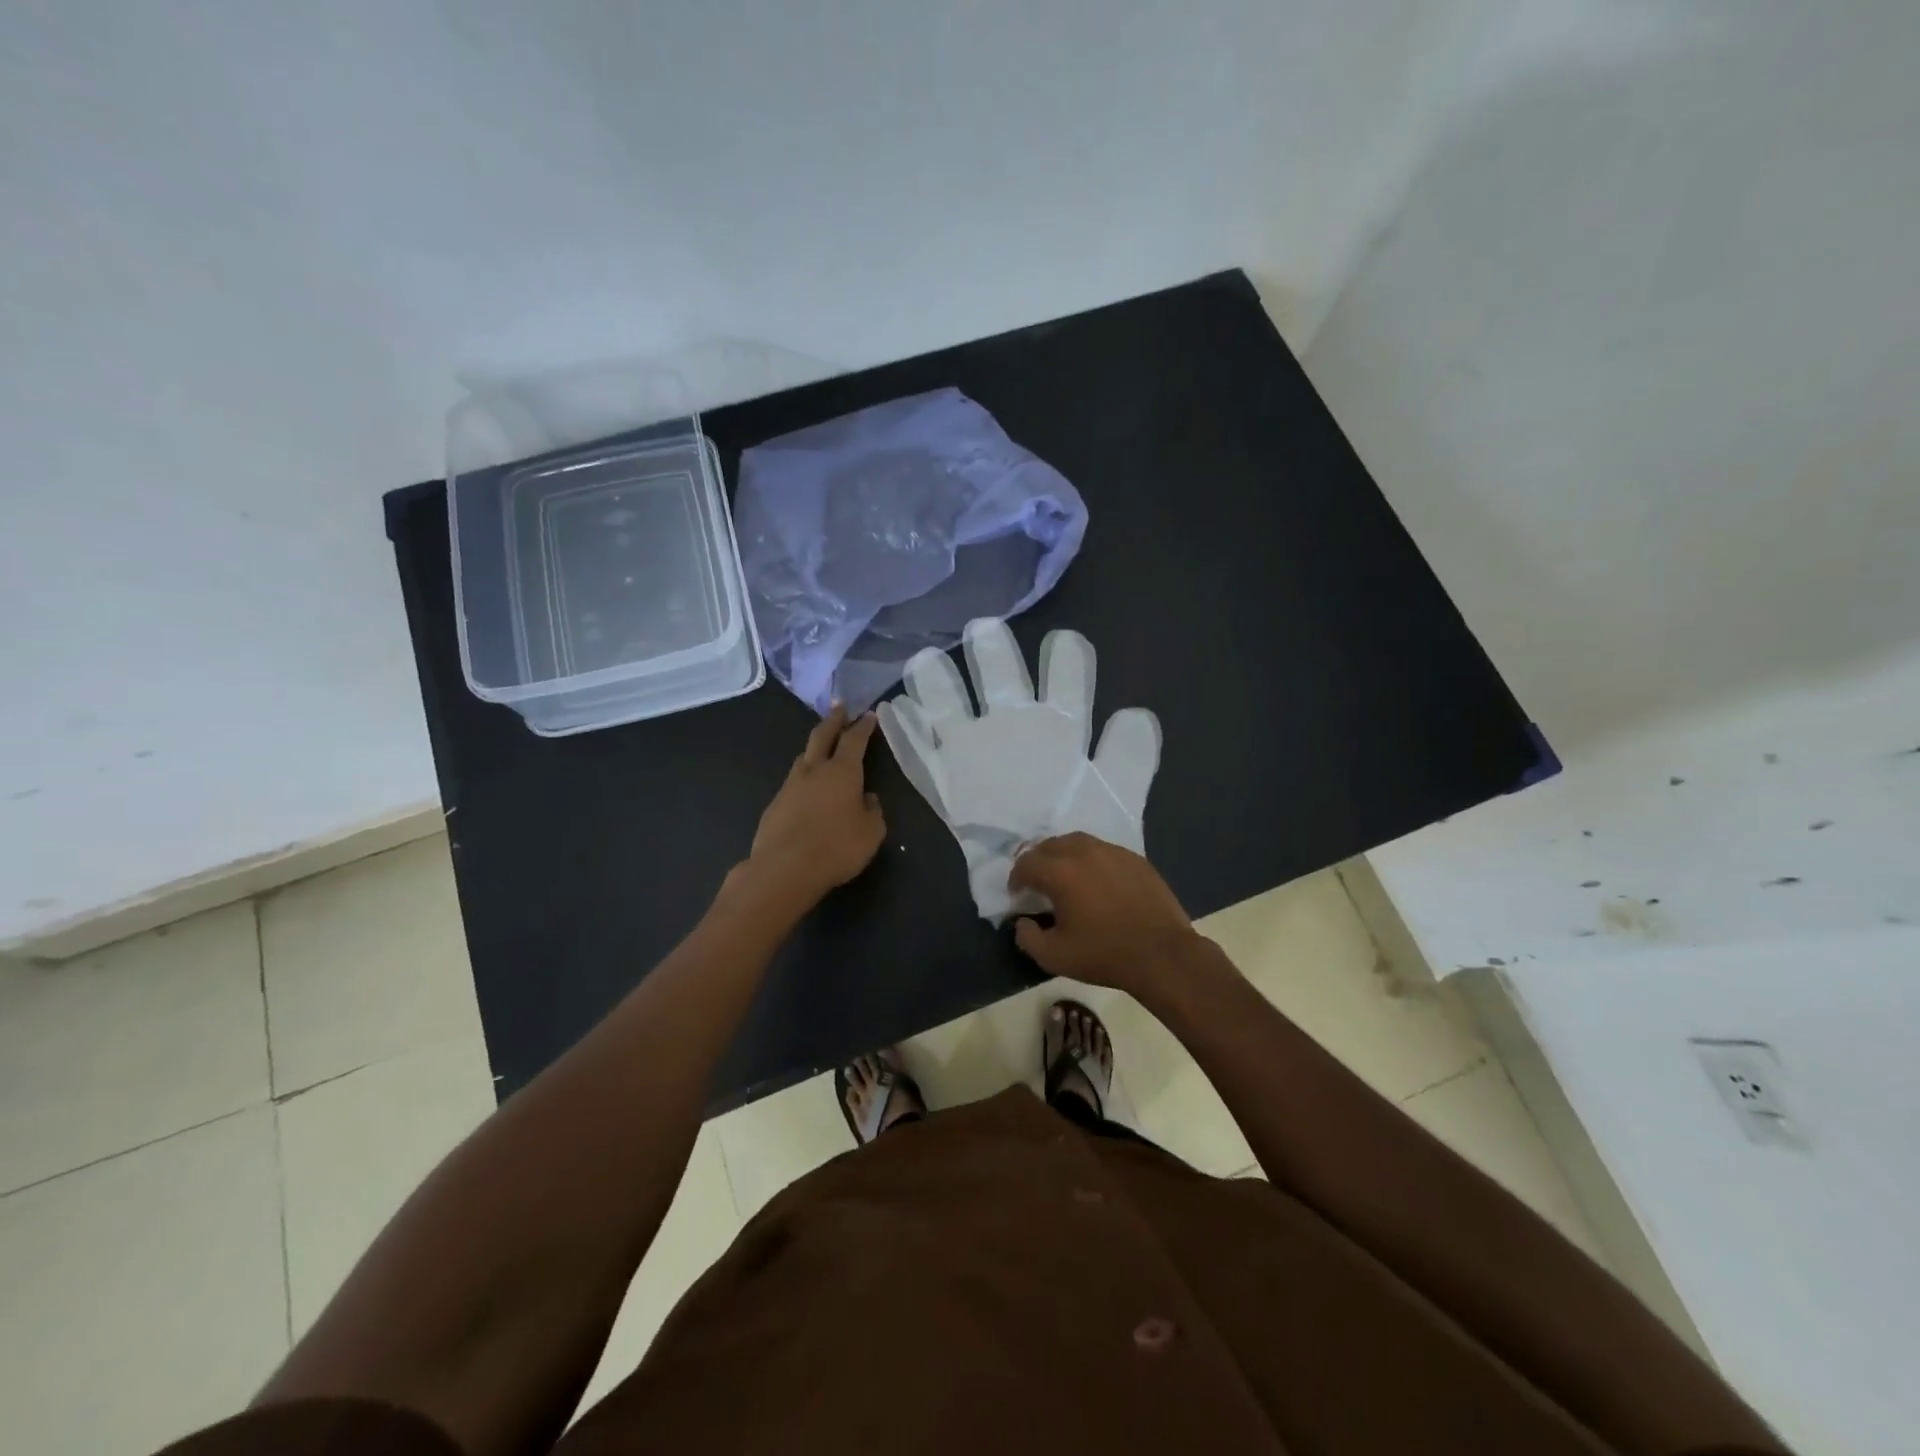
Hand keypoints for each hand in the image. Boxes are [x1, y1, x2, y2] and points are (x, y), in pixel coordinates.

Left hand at [744, 705, 885, 906]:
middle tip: (839, 706)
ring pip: (804, 758)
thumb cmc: (837, 847)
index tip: (868, 714)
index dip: (863, 727)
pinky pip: (793, 783)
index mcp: (843, 772)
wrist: (785, 869)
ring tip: (822, 746)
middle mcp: (815, 771)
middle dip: (833, 720)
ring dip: (815, 748)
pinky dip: (804, 779)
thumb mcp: (871, 833)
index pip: (855, 740)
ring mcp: (790, 786)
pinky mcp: (774, 805)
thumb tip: (867, 800)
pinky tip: (807, 790)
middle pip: (823, 736)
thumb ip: (872, 812)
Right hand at [1008, 833, 1202, 997]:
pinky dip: (1091, 860)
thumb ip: (1028, 938)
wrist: (1162, 955)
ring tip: (1065, 876)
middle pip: (1050, 845)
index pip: (1027, 863)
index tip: (1017, 894)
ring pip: (1078, 842)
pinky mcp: (1135, 859)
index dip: (1016, 878)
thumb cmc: (1105, 955)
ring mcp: (1113, 852)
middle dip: (1038, 861)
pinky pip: (1103, 850)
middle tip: (1037, 882)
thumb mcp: (1054, 957)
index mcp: (1061, 872)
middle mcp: (1085, 852)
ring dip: (1063, 855)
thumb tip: (1022, 922)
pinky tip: (1096, 881)